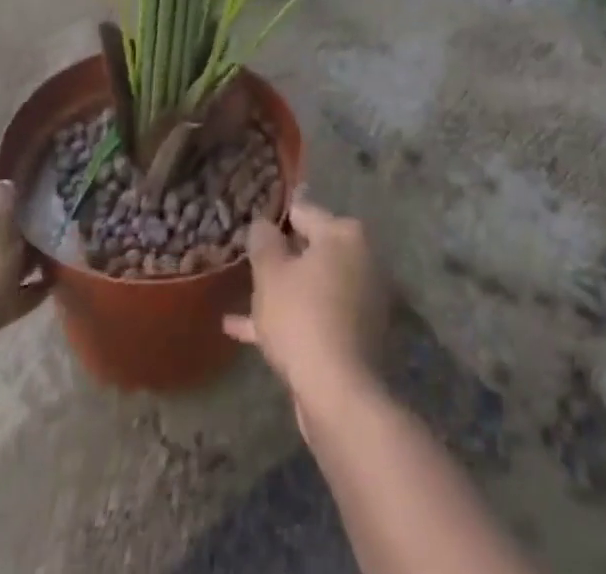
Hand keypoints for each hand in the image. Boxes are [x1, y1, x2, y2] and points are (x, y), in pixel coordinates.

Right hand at [223, 197, 388, 428]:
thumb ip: (263, 241)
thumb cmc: (301, 317)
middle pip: (311, 249)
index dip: (274, 219)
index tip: (252, 228)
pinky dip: (290, 319)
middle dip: (281, 257)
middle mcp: (361, 259)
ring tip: (243, 297)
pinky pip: (317, 315)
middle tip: (248, 263)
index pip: (303, 212)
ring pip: (312, 286)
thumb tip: (263, 224)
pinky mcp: (357, 335)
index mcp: (344, 234)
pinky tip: (243, 331)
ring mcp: (362, 299)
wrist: (338, 393)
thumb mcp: (269, 272)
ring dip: (281, 291)